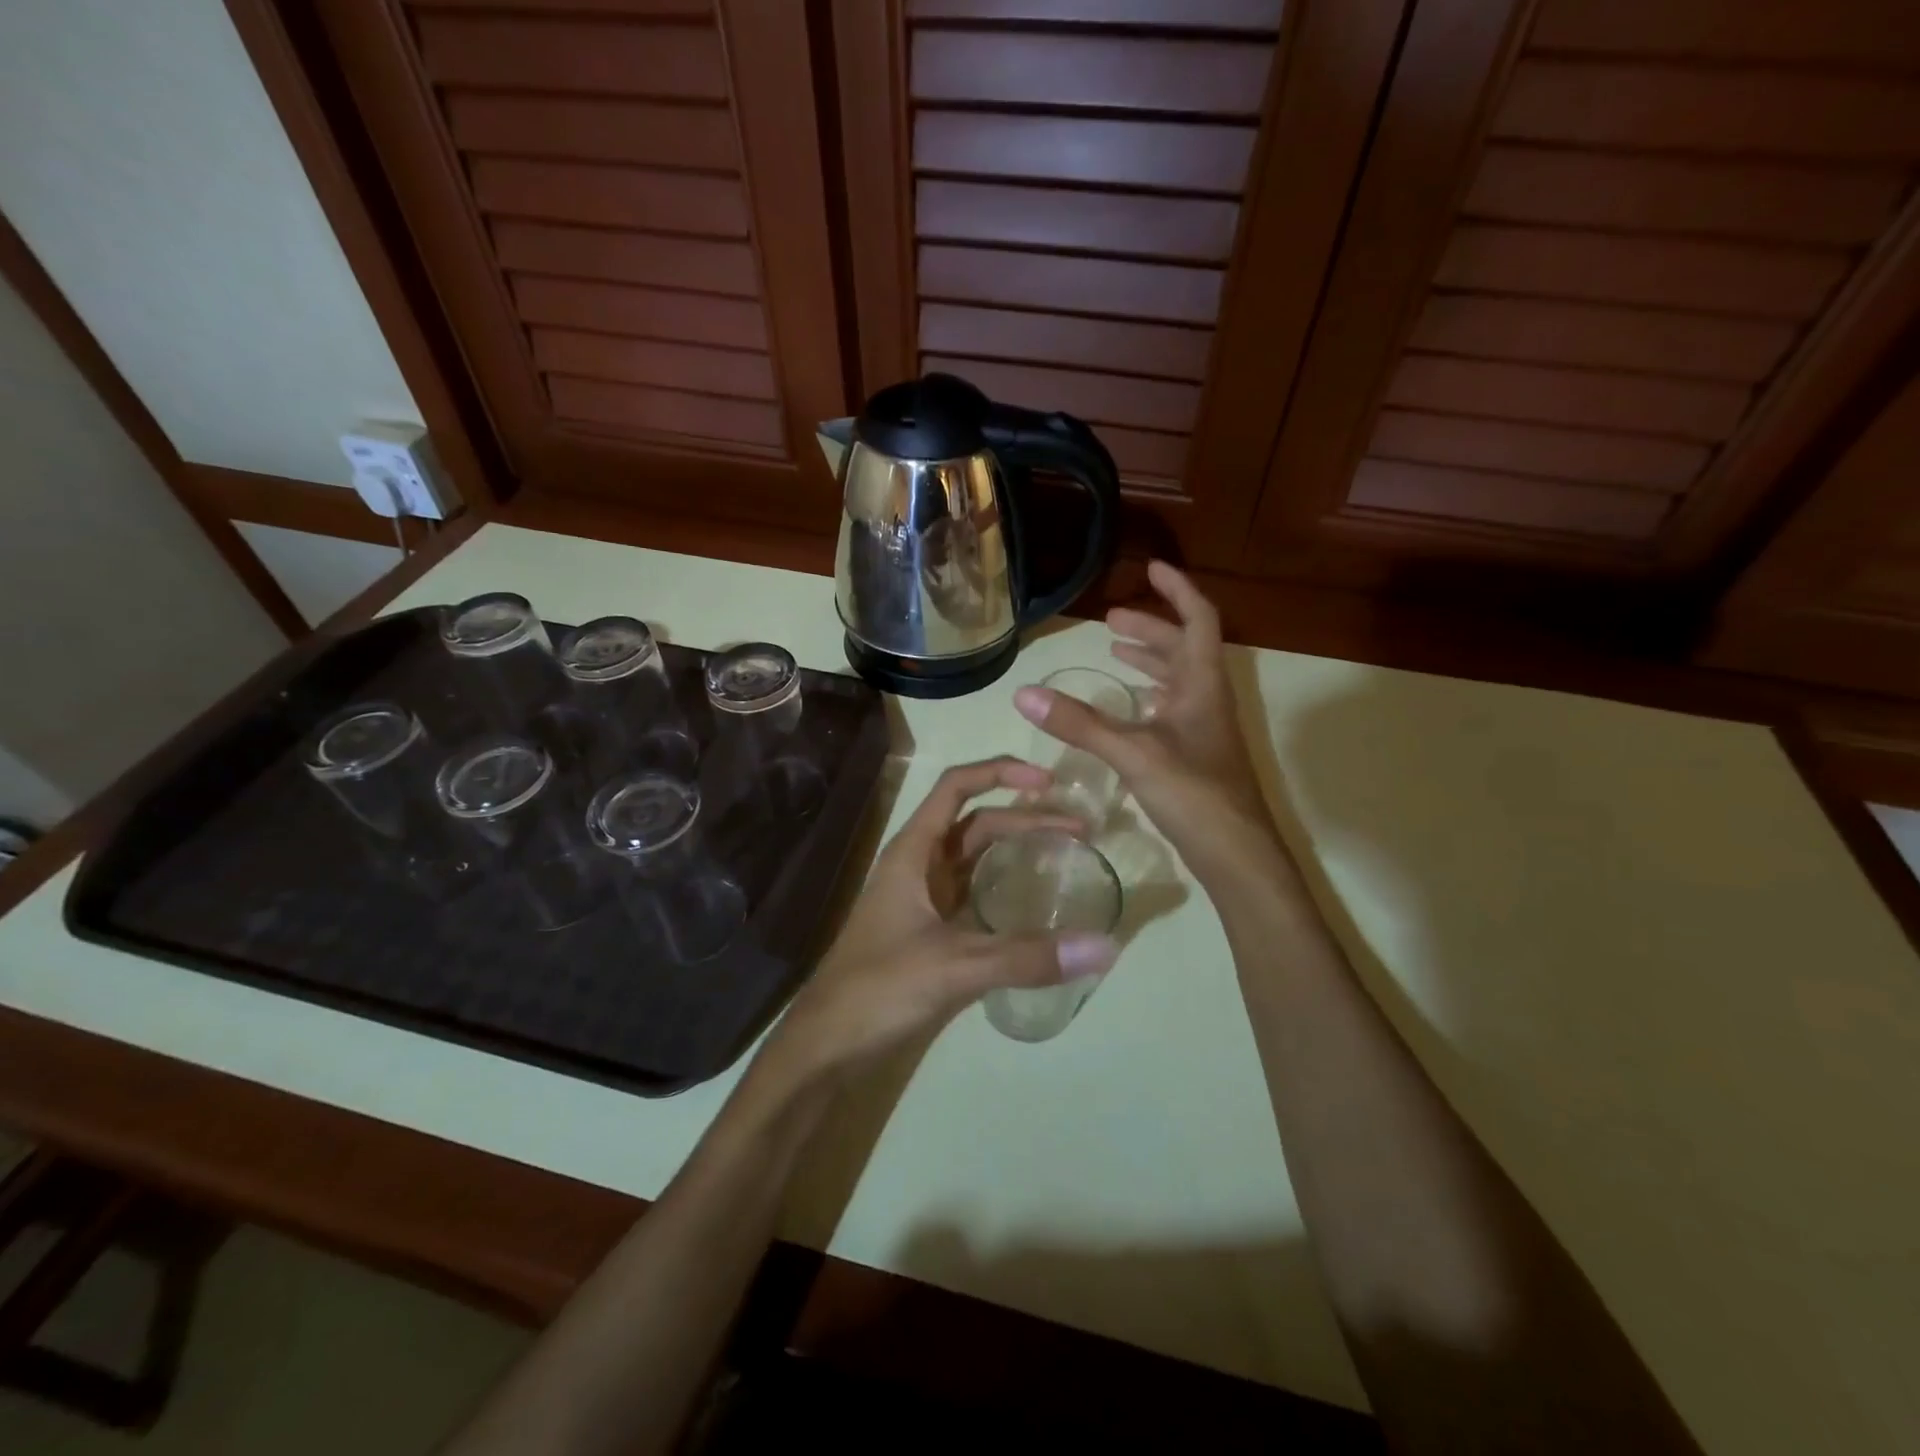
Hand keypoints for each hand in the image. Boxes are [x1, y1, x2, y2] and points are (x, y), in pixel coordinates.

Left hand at [759, 758, 1119, 1087]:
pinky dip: (1005, 888)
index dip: (1000, 771)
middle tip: (1081, 829)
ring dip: (1017, 848)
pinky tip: (1035, 904)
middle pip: (977, 823)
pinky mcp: (930, 932)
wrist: (826, 1045)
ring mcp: (923, 899)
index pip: (956, 787)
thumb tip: (1105, 946)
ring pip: (976, 858)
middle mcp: (918, 865)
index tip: (1048, 781)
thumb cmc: (878, 989)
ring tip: (1067, 853)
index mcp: (913, 852)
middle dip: (1026, 817)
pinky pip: (974, 895)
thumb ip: (1027, 956)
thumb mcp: (954, 967)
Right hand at [1015, 561, 1281, 886]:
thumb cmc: (1194, 793)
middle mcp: (1207, 699)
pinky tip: (1128, 708)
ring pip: (1178, 680)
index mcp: (1202, 685)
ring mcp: (1204, 729)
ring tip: (1114, 651)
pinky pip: (1171, 710)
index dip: (1178, 590)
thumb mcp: (1133, 752)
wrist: (1236, 855)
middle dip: (1149, 628)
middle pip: (1184, 648)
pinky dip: (1148, 697)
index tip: (1151, 568)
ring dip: (1149, 661)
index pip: (1198, 619)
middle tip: (1110, 621)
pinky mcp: (1195, 755)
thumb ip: (1079, 723)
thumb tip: (1024, 692)